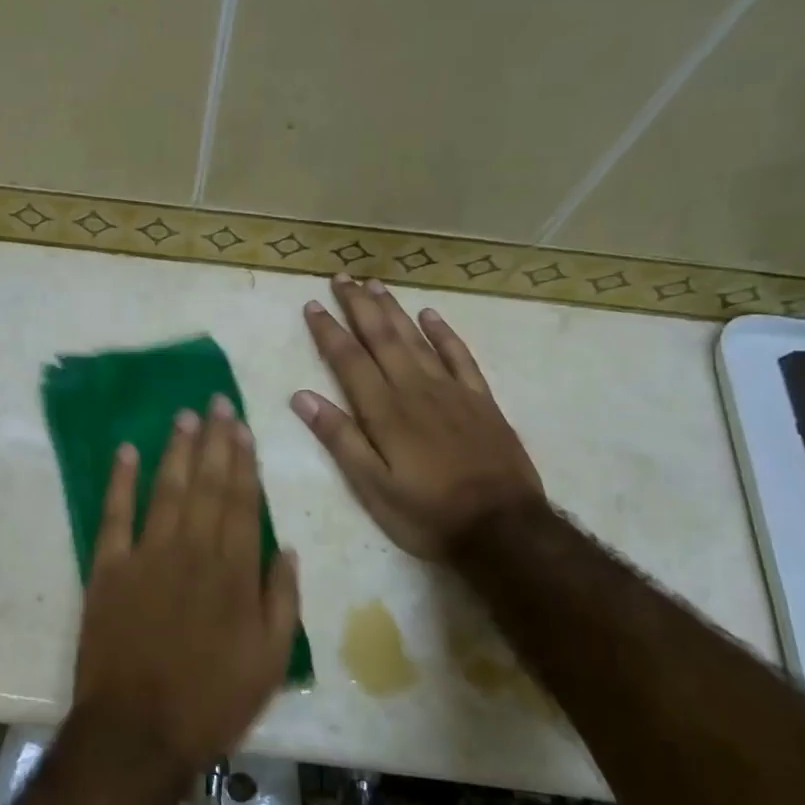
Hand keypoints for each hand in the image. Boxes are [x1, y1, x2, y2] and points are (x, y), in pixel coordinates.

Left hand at [72, 397, 299, 773]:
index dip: (244, 462)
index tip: (243, 428)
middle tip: (217, 402)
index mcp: (234, 571)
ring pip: (167, 489)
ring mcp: (147, 555)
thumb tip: (288, 549)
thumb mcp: (270, 661)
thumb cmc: (212, 700)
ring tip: (185, 417)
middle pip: (208, 485)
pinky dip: (121, 481)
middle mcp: (193, 550)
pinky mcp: (108, 569)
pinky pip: (115, 515)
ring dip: (177, 451)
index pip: (243, 501)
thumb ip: (282, 601)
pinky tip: (127, 452)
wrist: (138, 730)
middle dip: (215, 441)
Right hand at [293, 275, 544, 556]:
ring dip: (393, 310)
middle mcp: (415, 390)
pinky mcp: (480, 400)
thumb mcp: (373, 487)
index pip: (349, 360)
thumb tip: (302, 397)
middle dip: (358, 306)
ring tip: (374, 284)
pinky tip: (430, 315)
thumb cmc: (427, 513)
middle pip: (382, 338)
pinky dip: (443, 333)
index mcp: (385, 412)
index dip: (329, 331)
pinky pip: (459, 356)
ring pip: (416, 339)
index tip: (313, 304)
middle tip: (341, 277)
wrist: (502, 528)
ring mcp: (451, 391)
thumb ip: (340, 439)